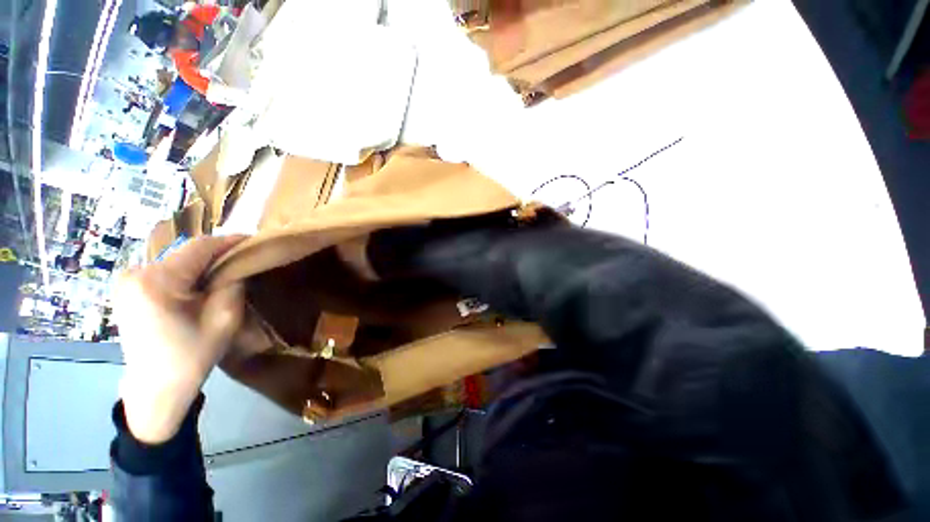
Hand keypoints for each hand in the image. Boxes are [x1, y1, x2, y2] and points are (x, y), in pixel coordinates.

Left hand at [115, 235, 245, 443]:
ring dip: (202, 264)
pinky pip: (164, 270)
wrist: (155, 387)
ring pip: (176, 260)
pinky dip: (186, 273)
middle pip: (186, 252)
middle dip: (216, 255)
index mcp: (157, 282)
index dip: (229, 241)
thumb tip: (237, 264)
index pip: (199, 247)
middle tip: (242, 261)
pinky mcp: (127, 288)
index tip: (254, 241)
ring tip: (224, 274)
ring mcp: (126, 280)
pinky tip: (199, 286)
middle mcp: (135, 273)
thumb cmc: (191, 356)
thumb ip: (233, 285)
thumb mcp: (224, 319)